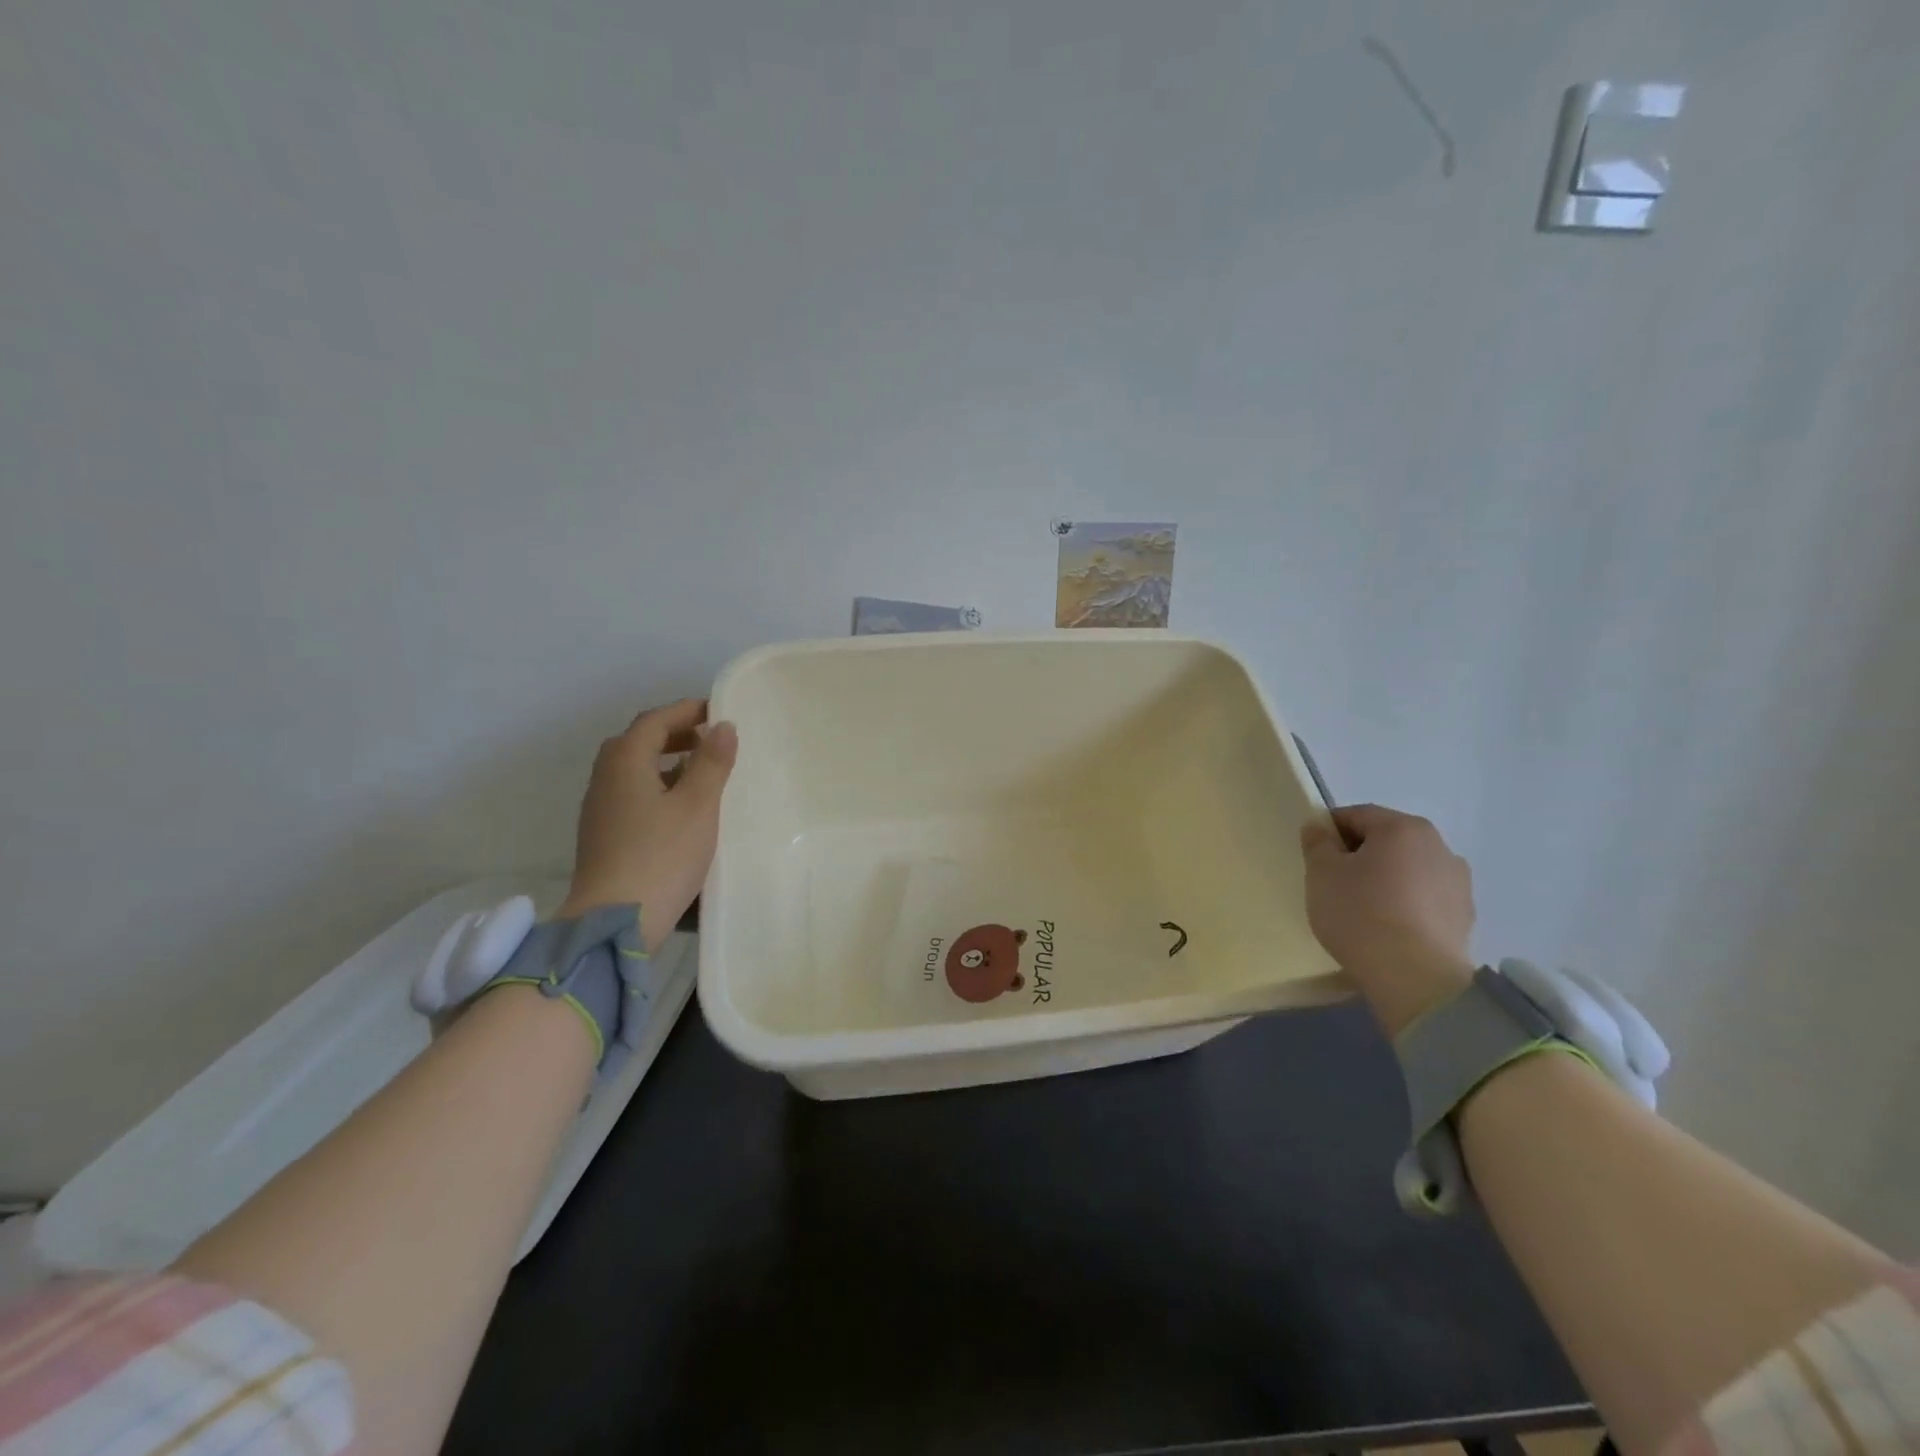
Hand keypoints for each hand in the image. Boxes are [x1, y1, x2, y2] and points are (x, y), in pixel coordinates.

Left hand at [557, 699, 738, 949]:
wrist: (615, 921)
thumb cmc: (661, 856)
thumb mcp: (698, 805)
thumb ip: (711, 762)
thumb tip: (722, 725)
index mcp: (624, 763)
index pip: (654, 721)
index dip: (685, 710)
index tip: (717, 710)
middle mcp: (605, 778)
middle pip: (638, 742)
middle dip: (674, 734)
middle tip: (710, 739)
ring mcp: (600, 809)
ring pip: (633, 769)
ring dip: (666, 761)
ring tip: (702, 772)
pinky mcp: (603, 835)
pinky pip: (631, 793)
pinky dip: (656, 785)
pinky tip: (680, 808)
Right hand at [1300, 804, 1475, 1036]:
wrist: (1415, 979)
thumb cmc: (1360, 914)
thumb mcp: (1321, 873)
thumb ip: (1317, 843)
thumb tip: (1319, 828)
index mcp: (1403, 828)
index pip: (1356, 815)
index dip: (1329, 832)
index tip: (1314, 858)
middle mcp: (1438, 846)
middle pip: (1386, 841)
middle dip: (1359, 856)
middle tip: (1334, 885)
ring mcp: (1458, 883)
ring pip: (1408, 870)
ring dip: (1386, 880)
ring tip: (1363, 911)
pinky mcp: (1465, 917)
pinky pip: (1424, 899)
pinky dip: (1405, 905)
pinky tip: (1388, 929)